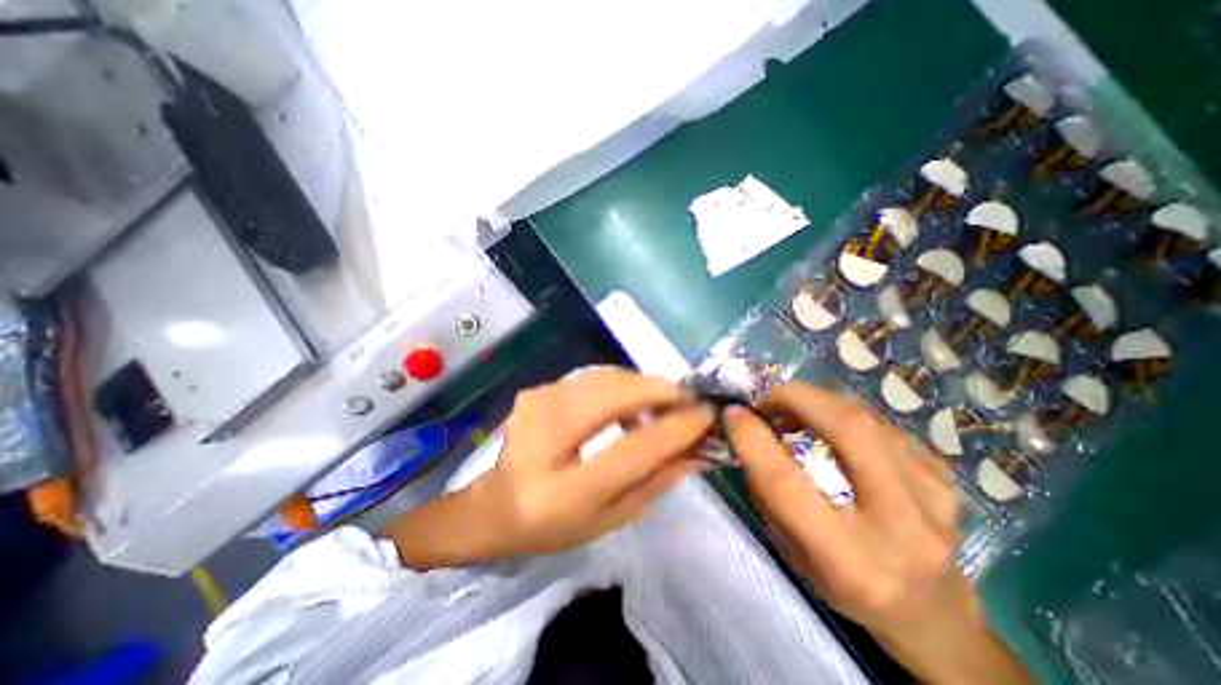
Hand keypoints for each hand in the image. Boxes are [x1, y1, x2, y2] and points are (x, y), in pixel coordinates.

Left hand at [379, 368, 707, 572]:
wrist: (494, 506)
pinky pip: (591, 378)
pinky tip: (626, 403)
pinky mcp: (536, 390)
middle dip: (657, 390)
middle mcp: (543, 439)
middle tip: (686, 397)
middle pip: (613, 396)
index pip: (632, 451)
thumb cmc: (554, 526)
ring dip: (640, 385)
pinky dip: (618, 385)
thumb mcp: (611, 519)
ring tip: (660, 402)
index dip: (674, 429)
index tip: (706, 413)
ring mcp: (535, 405)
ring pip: (604, 377)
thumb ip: (656, 483)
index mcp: (563, 492)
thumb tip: (698, 449)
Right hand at [722, 383, 1028, 683]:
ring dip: (819, 402)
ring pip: (866, 419)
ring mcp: (933, 499)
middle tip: (768, 396)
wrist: (929, 611)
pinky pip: (883, 425)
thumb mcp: (789, 548)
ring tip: (793, 408)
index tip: (732, 413)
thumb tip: (750, 432)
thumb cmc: (841, 583)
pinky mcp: (946, 479)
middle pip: (848, 432)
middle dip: (797, 398)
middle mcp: (899, 529)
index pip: (787, 483)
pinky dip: (846, 415)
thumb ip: (768, 491)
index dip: (754, 439)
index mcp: (847, 560)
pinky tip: (831, 427)